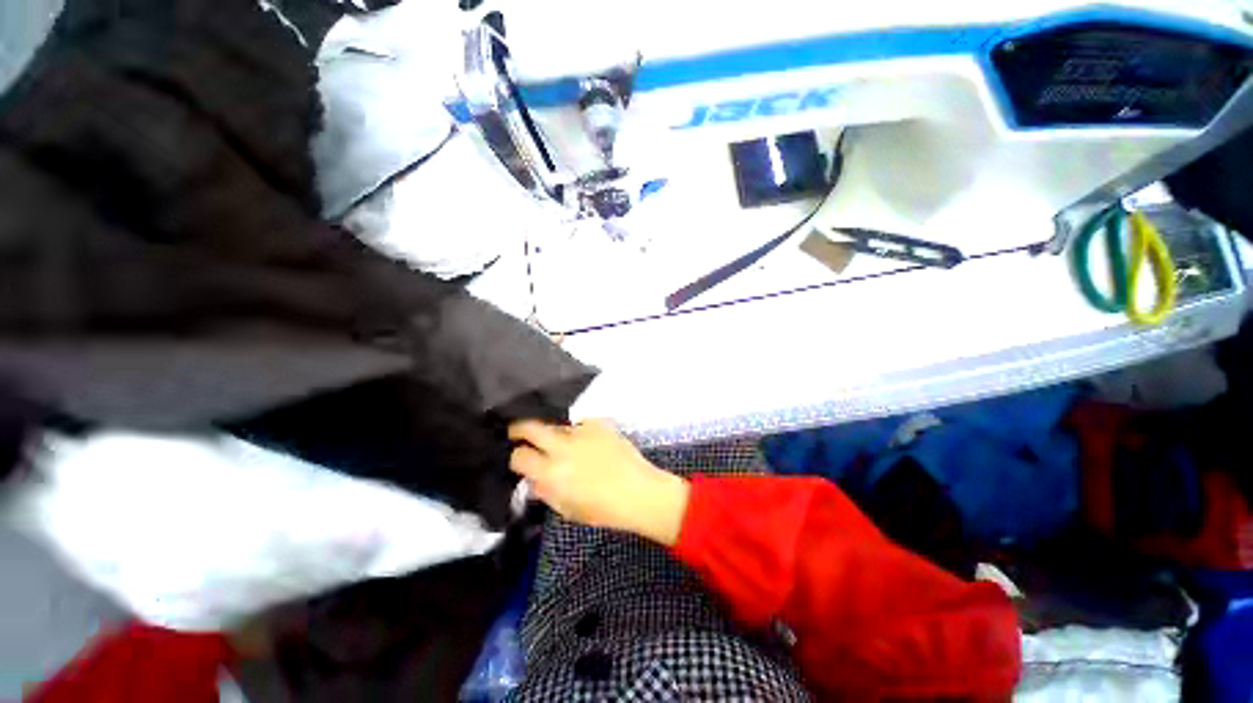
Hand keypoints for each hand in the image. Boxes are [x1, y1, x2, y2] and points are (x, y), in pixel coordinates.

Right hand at [509, 420, 689, 546]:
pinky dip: (579, 432)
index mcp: (551, 472)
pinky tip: (587, 442)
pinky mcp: (598, 423)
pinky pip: (581, 424)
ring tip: (563, 444)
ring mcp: (581, 431)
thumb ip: (545, 490)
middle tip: (518, 433)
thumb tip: (533, 477)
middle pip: (530, 427)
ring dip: (554, 434)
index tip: (519, 459)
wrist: (638, 491)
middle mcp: (562, 447)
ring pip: (557, 425)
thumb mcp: (566, 508)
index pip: (519, 456)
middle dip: (519, 429)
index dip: (516, 457)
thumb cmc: (602, 509)